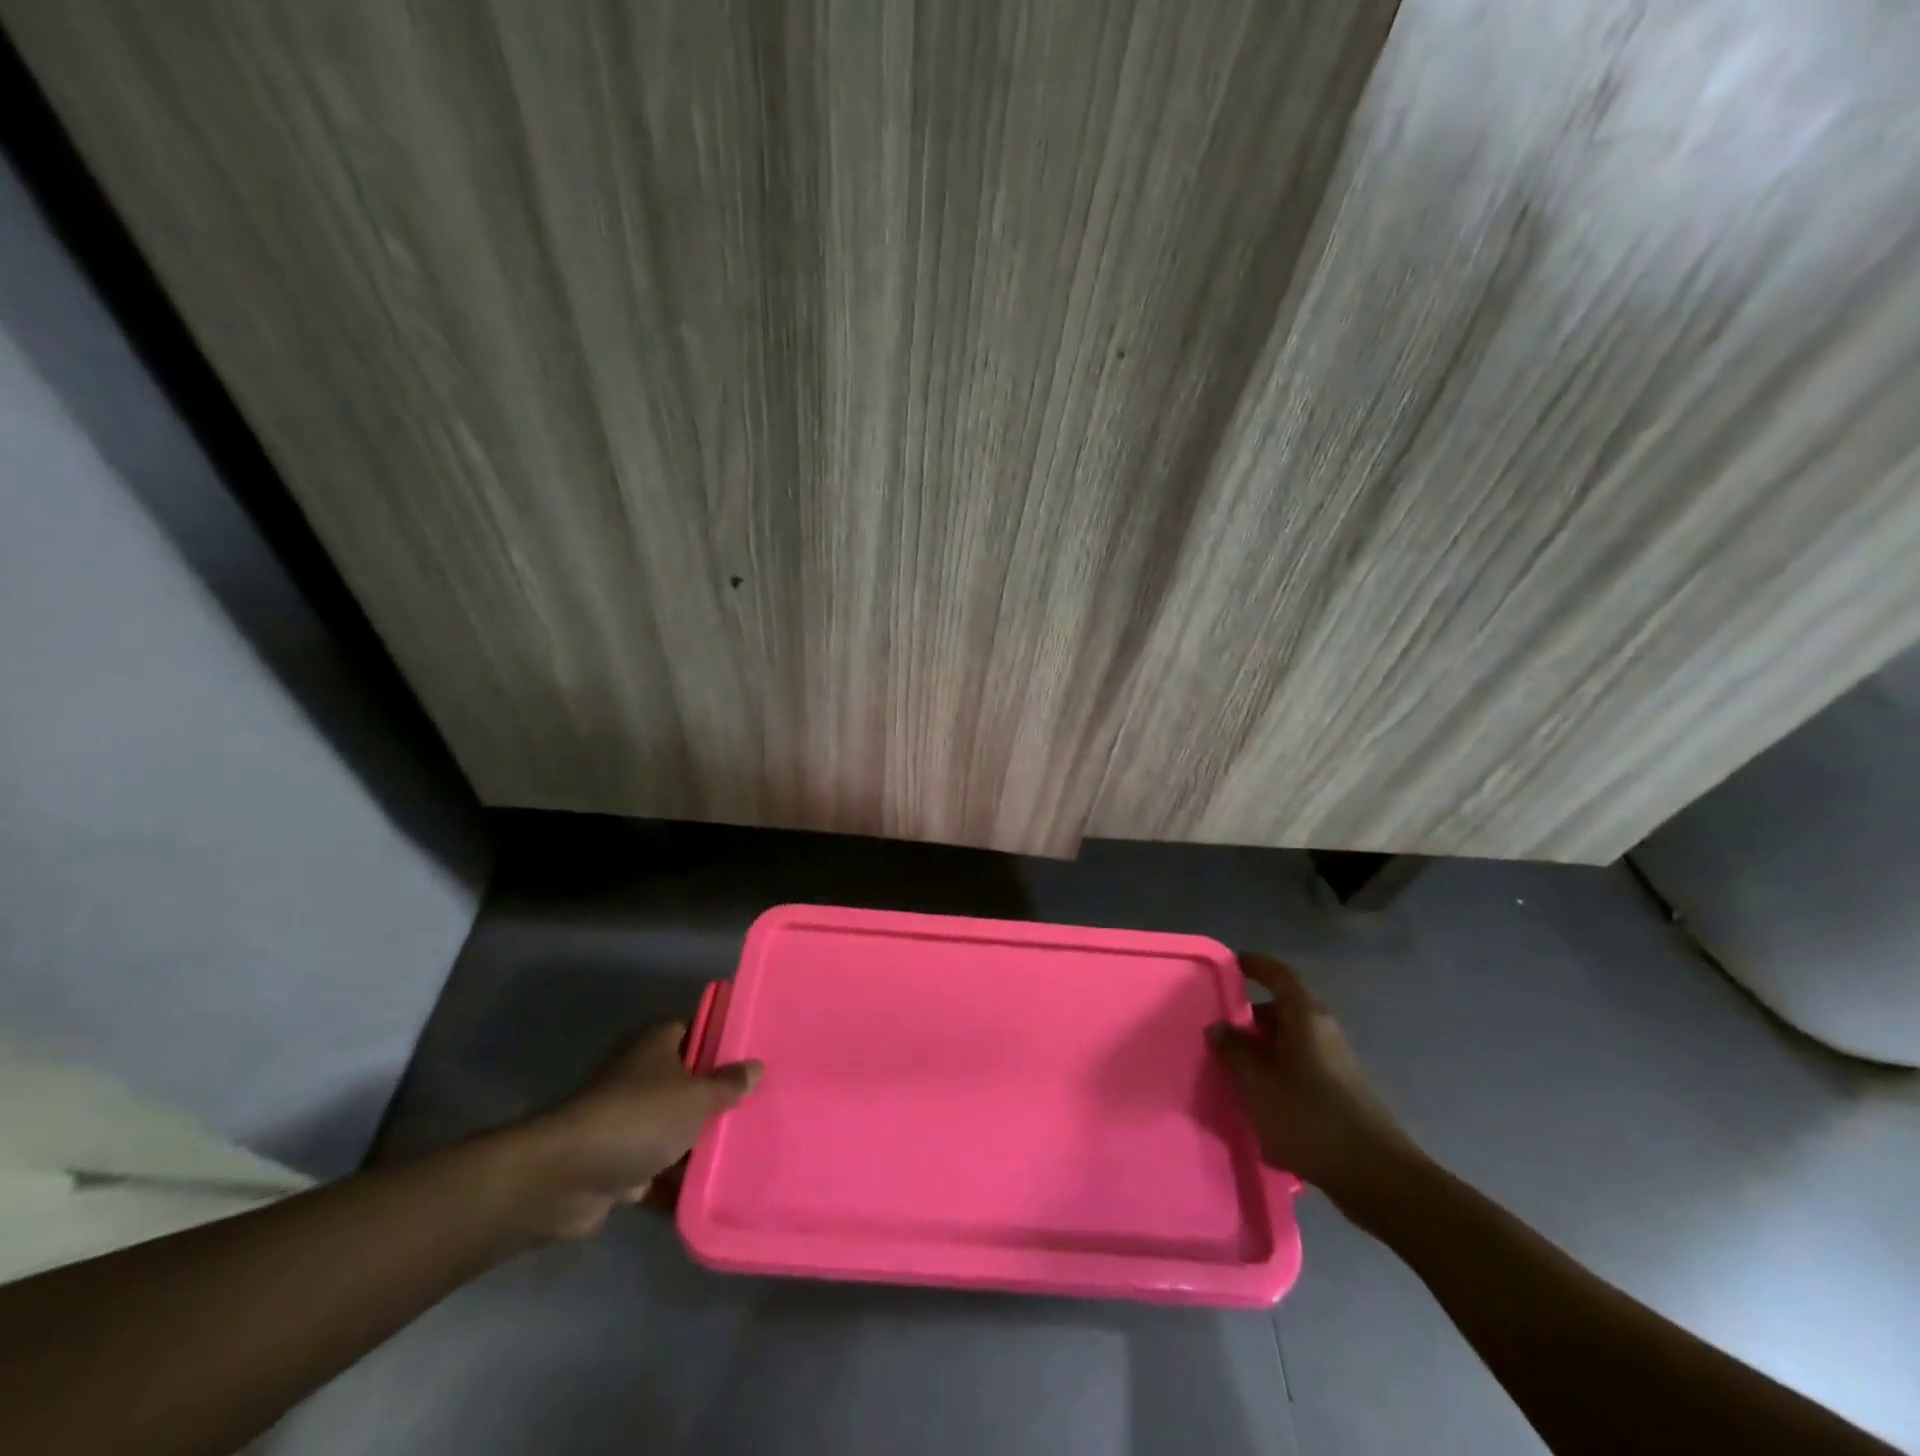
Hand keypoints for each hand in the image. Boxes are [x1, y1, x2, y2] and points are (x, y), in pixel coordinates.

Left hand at [502, 1022, 762, 1241]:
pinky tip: (713, 1191)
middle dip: (719, 1097)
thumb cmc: (640, 1118)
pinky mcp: (618, 1163)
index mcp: (658, 1045)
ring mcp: (628, 1121)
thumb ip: (728, 1084)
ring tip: (747, 1149)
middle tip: (761, 1104)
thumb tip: (756, 1067)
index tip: (755, 1054)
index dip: (723, 1040)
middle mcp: (642, 1076)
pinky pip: (658, 1169)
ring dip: (700, 1143)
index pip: (696, 1030)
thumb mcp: (697, 1097)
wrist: (566, 1177)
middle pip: (689, 1081)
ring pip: (675, 1127)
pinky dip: (678, 1182)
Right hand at [1209, 954, 1424, 1206]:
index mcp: (1305, 1018)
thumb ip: (1233, 1051)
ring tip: (1234, 1069)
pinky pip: (1301, 1068)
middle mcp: (1324, 1032)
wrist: (1378, 1178)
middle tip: (1221, 1030)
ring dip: (1263, 1049)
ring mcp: (1336, 1063)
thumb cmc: (1310, 1118)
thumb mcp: (1257, 1082)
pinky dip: (1279, 1073)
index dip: (1256, 965)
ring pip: (1291, 1042)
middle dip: (1251, 1018)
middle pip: (1283, 1010)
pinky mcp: (1342, 1093)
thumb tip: (1219, 1026)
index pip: (1279, 976)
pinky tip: (1262, 1100)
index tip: (1233, 963)